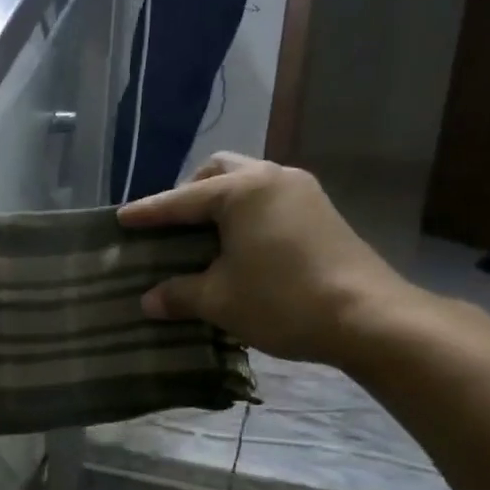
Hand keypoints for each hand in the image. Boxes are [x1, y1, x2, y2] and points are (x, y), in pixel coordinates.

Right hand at [117, 152, 418, 365]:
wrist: (368, 317)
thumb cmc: (282, 300)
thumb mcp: (219, 300)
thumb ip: (178, 294)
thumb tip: (149, 301)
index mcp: (243, 191)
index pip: (181, 200)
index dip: (148, 212)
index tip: (121, 219)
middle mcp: (273, 179)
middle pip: (219, 172)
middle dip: (189, 193)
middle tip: (170, 224)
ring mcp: (303, 193)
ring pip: (248, 183)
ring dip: (220, 203)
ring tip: (201, 236)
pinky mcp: (321, 214)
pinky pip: (268, 201)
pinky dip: (244, 214)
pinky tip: (237, 246)